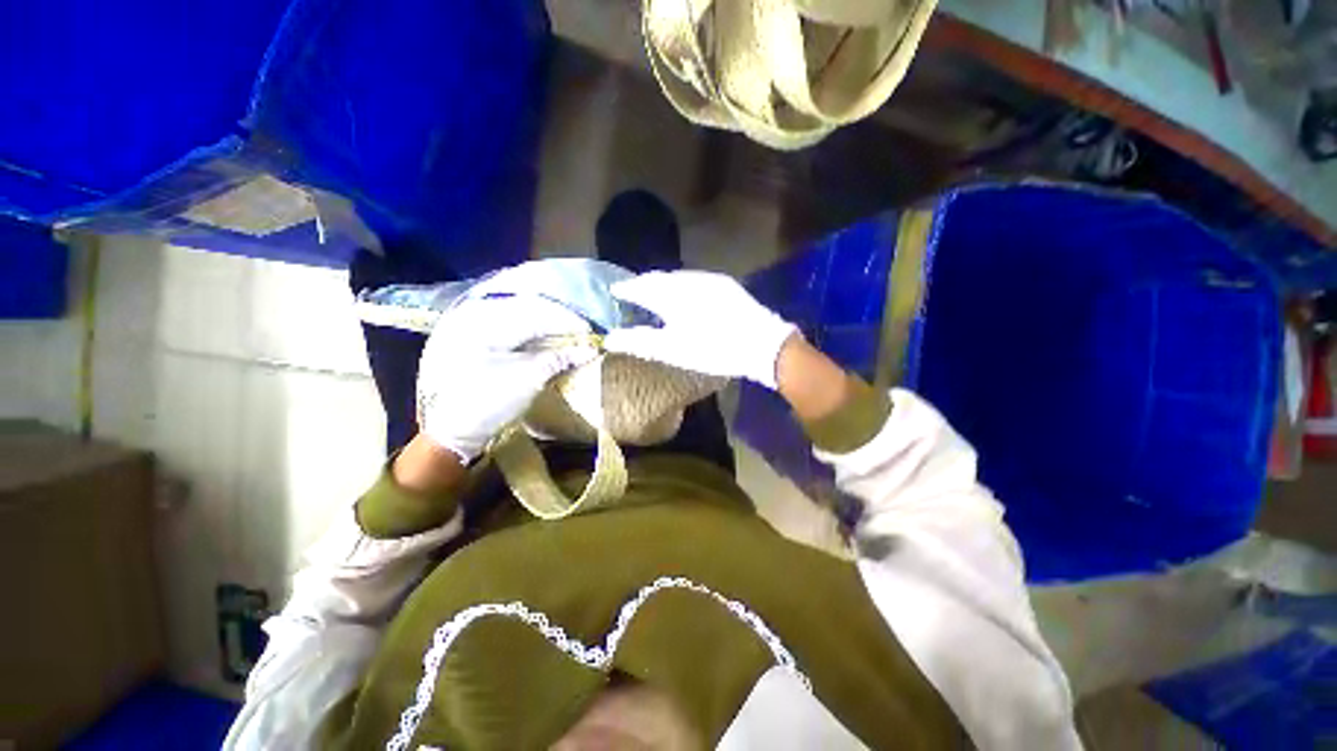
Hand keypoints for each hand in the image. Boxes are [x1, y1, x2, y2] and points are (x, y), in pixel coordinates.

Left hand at [416, 295, 597, 461]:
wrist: (459, 430)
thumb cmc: (492, 399)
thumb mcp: (530, 377)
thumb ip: (561, 359)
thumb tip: (590, 350)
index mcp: (491, 325)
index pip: (538, 315)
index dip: (567, 322)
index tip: (591, 331)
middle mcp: (487, 323)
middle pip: (534, 316)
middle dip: (562, 325)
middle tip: (585, 336)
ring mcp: (487, 337)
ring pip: (528, 327)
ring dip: (553, 334)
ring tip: (575, 342)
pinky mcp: (490, 351)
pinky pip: (522, 339)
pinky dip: (542, 343)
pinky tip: (556, 350)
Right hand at [603, 271, 797, 388]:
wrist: (762, 344)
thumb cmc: (713, 349)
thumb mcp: (674, 350)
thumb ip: (640, 341)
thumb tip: (610, 338)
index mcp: (673, 295)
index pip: (642, 286)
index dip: (626, 288)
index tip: (615, 290)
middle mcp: (689, 280)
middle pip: (660, 279)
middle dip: (644, 284)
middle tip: (633, 292)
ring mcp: (710, 280)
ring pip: (678, 278)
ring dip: (664, 284)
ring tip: (656, 294)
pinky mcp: (726, 285)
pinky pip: (695, 280)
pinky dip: (682, 286)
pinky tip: (684, 296)